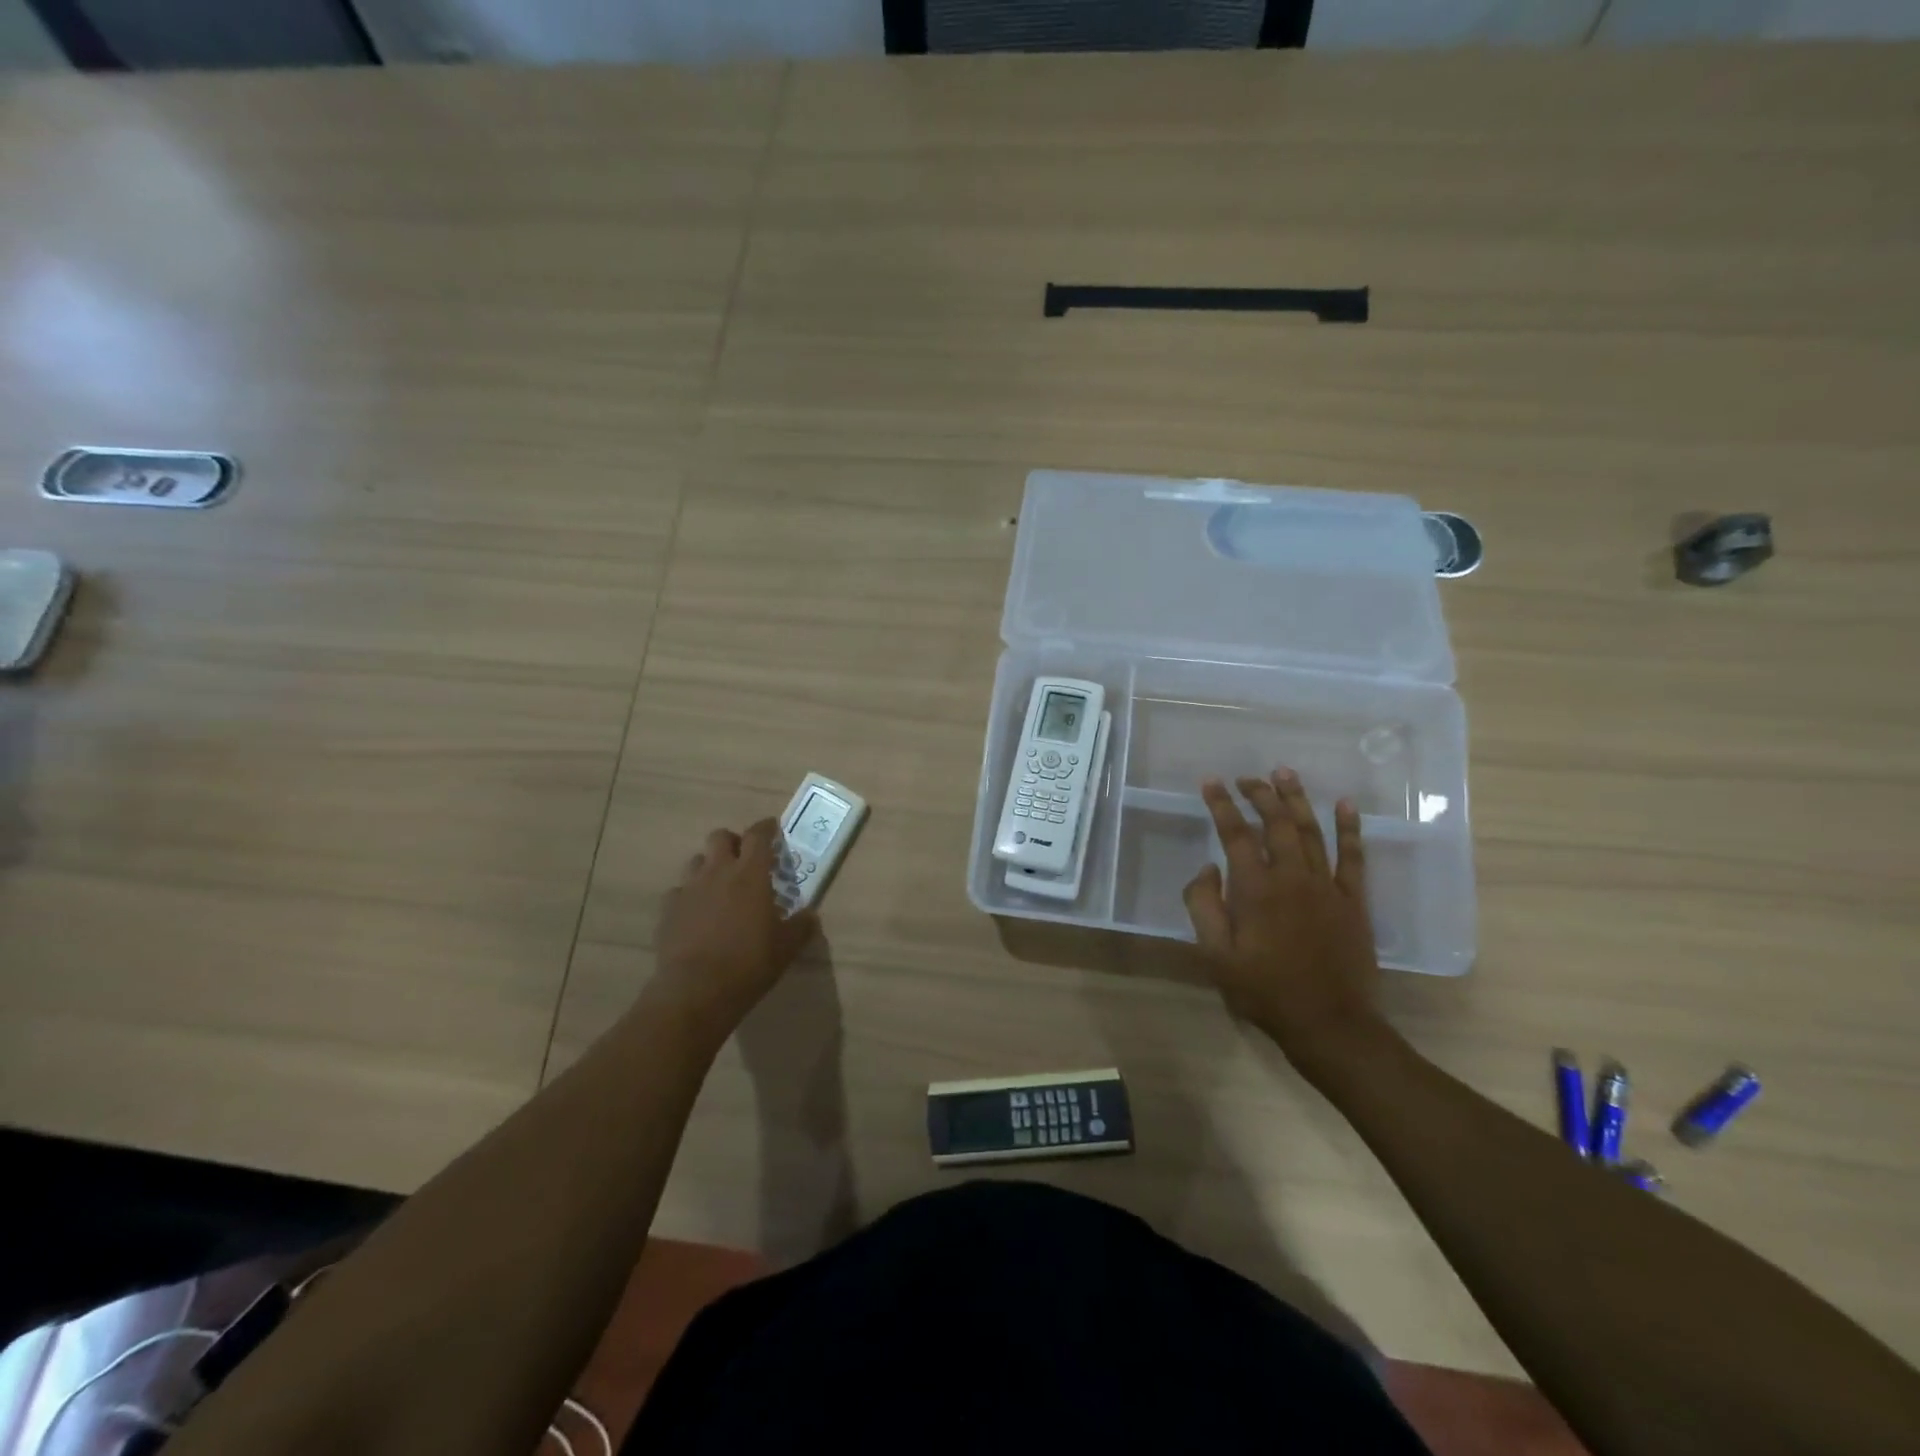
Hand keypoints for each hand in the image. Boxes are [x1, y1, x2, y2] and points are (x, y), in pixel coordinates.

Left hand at [654, 819, 818, 1037]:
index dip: (767, 828)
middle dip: (733, 842)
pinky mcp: (668, 909)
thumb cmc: (749, 963)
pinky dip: (690, 895)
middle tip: (745, 859)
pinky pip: (679, 891)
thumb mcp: (786, 947)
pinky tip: (697, 913)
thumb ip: (800, 926)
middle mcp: (718, 872)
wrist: (695, 990)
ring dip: (710, 866)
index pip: (758, 835)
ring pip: (697, 860)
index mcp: (751, 874)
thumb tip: (810, 915)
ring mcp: (689, 888)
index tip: (773, 829)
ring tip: (720, 886)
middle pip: (720, 837)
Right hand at [1183, 770, 1385, 1073]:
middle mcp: (1292, 877)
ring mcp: (1327, 886)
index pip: (1235, 834)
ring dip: (1297, 799)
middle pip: (1276, 823)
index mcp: (1256, 889)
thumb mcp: (1216, 955)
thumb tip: (1207, 868)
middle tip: (1246, 777)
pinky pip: (1354, 856)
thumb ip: (1204, 906)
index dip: (1221, 805)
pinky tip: (1345, 805)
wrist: (1330, 1024)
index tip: (1211, 782)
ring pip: (1312, 830)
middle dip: (1259, 794)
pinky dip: (1350, 828)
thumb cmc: (1264, 991)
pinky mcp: (1353, 901)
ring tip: (1285, 773)